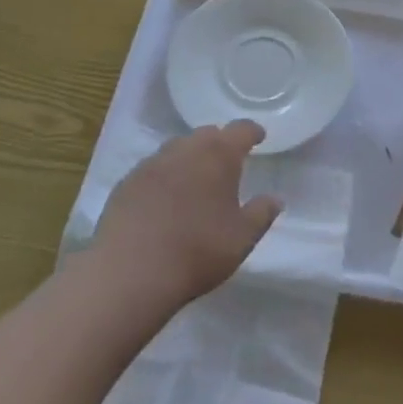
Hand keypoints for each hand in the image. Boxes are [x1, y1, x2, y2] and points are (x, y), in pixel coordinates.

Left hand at [91, 122, 282, 313]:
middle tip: (227, 163)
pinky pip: (153, 169)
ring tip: (195, 180)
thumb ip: (262, 214)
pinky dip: (164, 176)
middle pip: (207, 134)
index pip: (241, 130)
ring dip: (190, 157)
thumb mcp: (242, 239)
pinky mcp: (127, 182)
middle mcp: (185, 149)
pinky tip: (164, 199)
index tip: (259, 137)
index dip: (252, 132)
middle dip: (219, 143)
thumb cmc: (197, 252)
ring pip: (177, 149)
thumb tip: (275, 198)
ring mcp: (152, 163)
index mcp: (219, 155)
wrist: (129, 273)